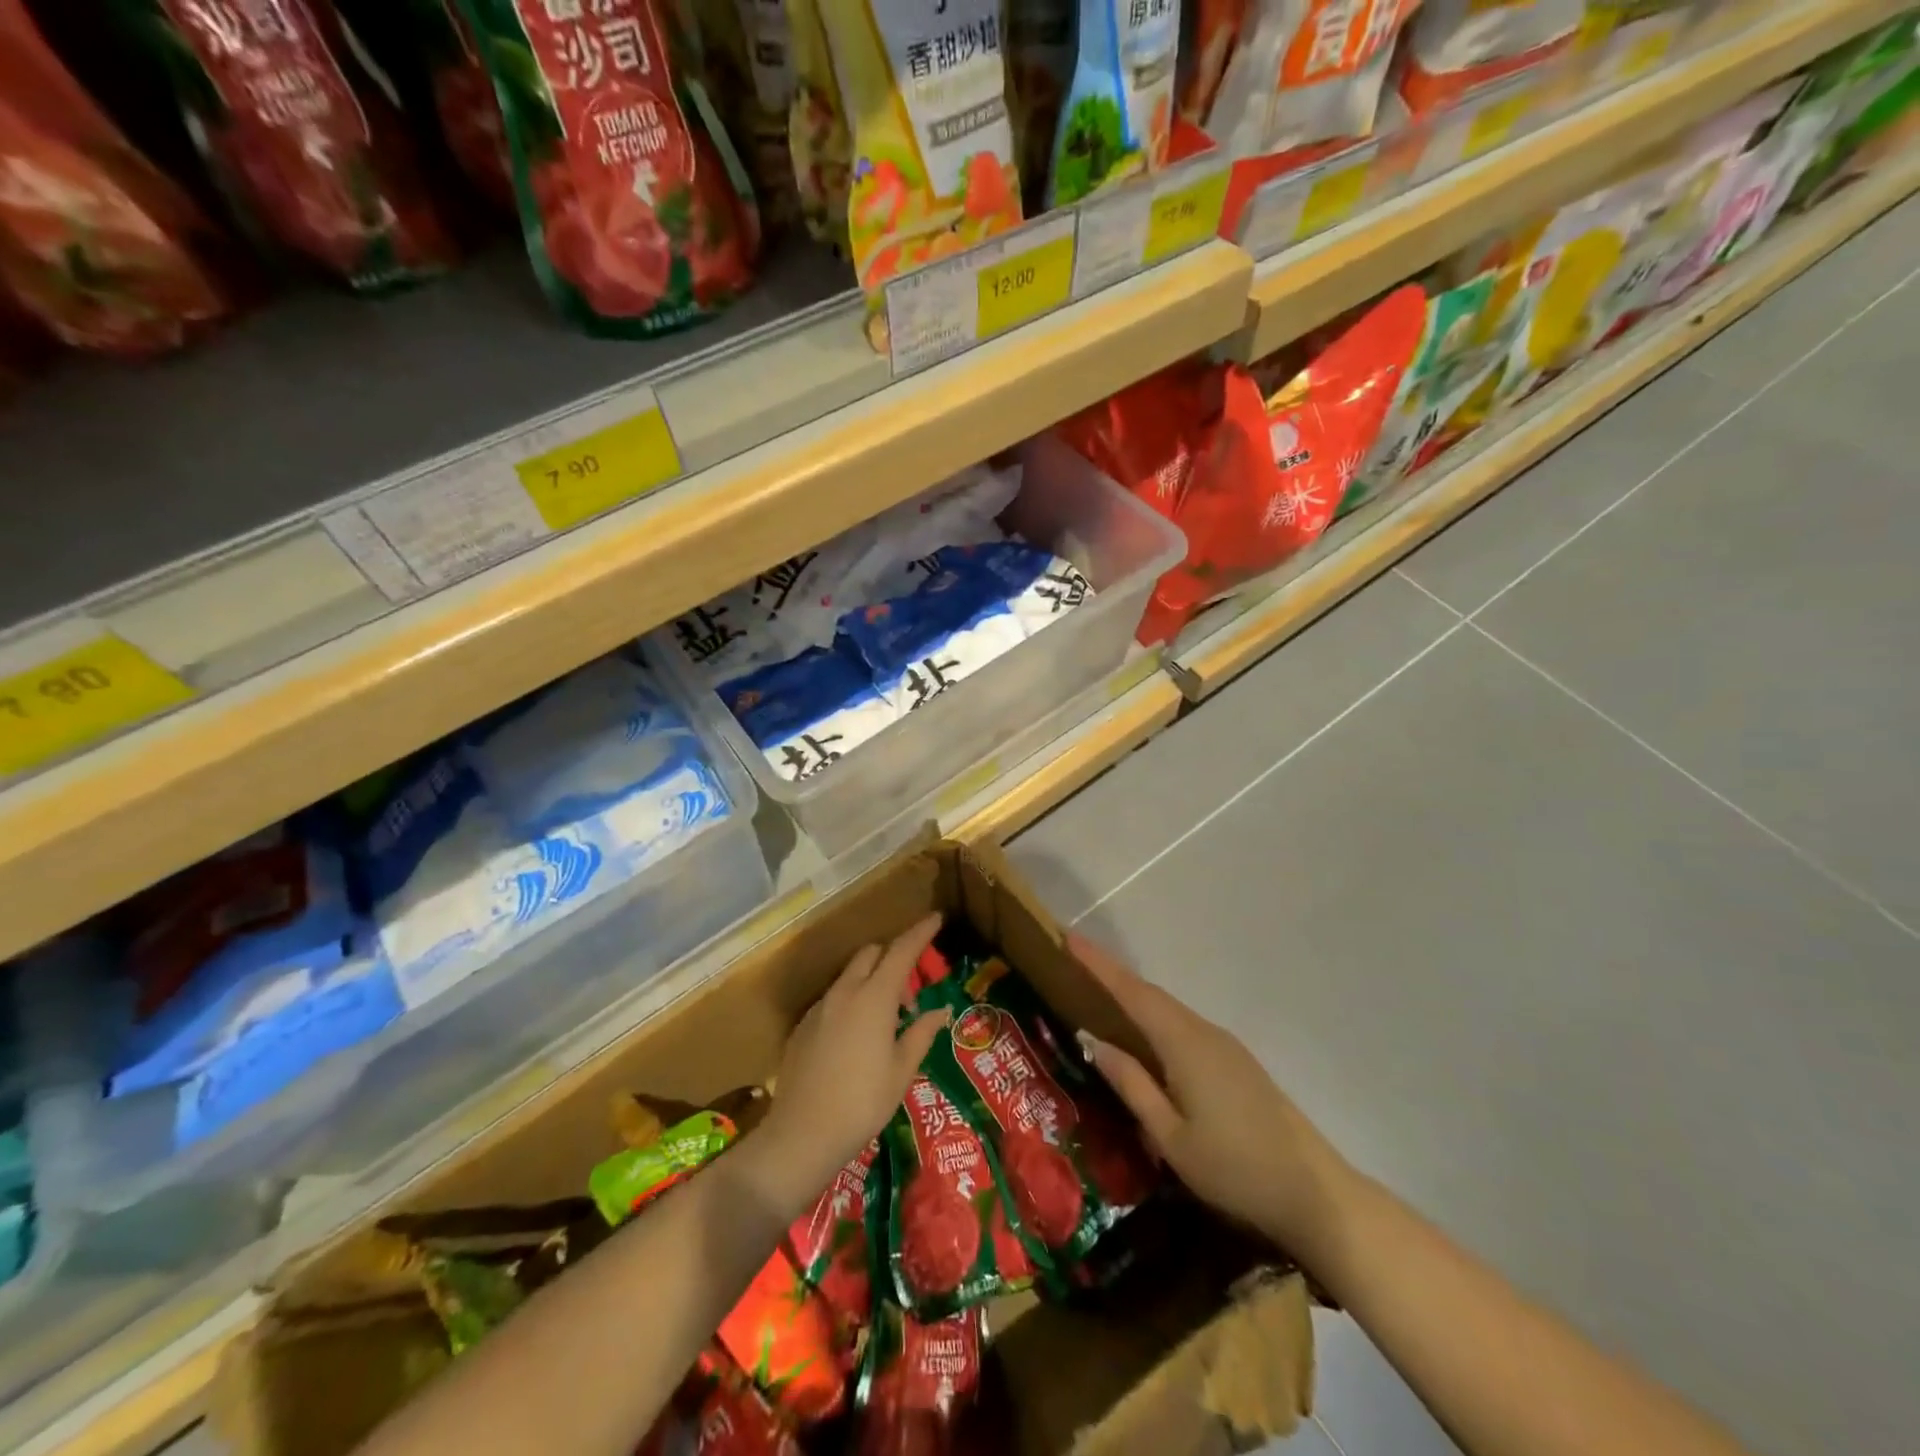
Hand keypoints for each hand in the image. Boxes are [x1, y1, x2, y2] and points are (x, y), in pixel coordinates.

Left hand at [753, 914, 950, 1212]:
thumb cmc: (862, 1103)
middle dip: (894, 957)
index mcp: (874, 997)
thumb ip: (921, 1033)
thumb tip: (940, 1011)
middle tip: (912, 989)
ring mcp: (820, 1006)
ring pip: (850, 974)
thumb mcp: (902, 1070)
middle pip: (872, 954)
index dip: (920, 932)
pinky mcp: (803, 1024)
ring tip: (886, 1015)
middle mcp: (845, 992)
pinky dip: (851, 999)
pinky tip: (857, 1035)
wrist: (801, 1134)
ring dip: (871, 978)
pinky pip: (834, 997)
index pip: (902, 951)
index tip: (936, 918)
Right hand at [1069, 932, 1350, 1254]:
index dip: (1099, 964)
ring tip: (1100, 995)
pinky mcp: (1236, 1062)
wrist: (1316, 1193)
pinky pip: (1184, 1027)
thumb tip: (1093, 1040)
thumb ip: (1131, 1084)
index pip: (1132, 993)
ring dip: (1135, 998)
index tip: (1070, 936)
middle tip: (1075, 963)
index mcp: (1184, 1044)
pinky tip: (1146, 1038)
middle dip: (1112, 976)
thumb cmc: (1235, 1169)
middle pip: (1150, 995)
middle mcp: (1204, 1032)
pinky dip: (1156, 1020)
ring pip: (1169, 1011)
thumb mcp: (1171, 1137)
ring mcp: (1225, 1045)